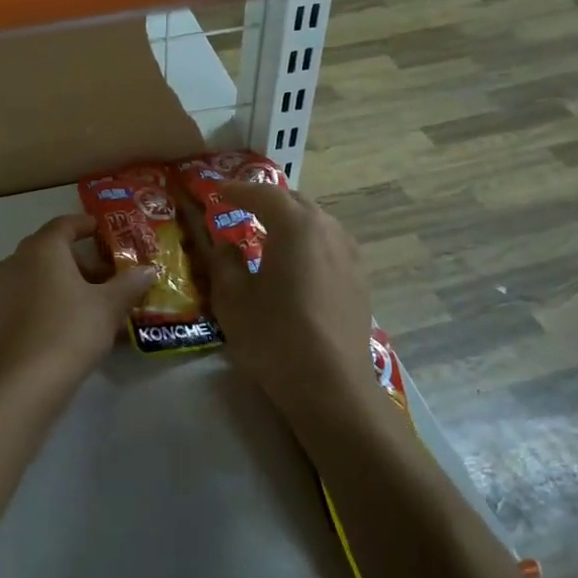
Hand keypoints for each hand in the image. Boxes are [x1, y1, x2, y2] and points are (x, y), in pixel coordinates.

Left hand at [0, 214, 157, 387]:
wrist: (28, 380)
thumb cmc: (71, 329)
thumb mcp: (109, 305)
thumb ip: (130, 283)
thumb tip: (148, 270)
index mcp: (42, 248)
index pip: (65, 224)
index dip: (87, 225)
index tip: (106, 232)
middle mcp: (17, 260)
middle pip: (52, 250)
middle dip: (82, 260)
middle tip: (110, 274)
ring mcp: (4, 288)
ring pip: (40, 273)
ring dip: (67, 280)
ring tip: (97, 300)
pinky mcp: (0, 314)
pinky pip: (30, 294)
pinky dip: (52, 298)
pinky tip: (75, 319)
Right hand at [203, 182, 374, 414]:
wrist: (331, 386)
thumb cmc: (274, 336)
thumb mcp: (232, 298)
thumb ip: (225, 262)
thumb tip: (228, 245)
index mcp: (296, 226)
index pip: (263, 194)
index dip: (237, 190)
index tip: (217, 193)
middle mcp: (328, 230)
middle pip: (295, 203)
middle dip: (267, 202)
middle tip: (241, 209)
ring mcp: (350, 255)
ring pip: (317, 223)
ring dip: (291, 222)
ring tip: (269, 235)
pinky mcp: (360, 280)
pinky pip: (330, 246)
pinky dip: (309, 244)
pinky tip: (298, 264)